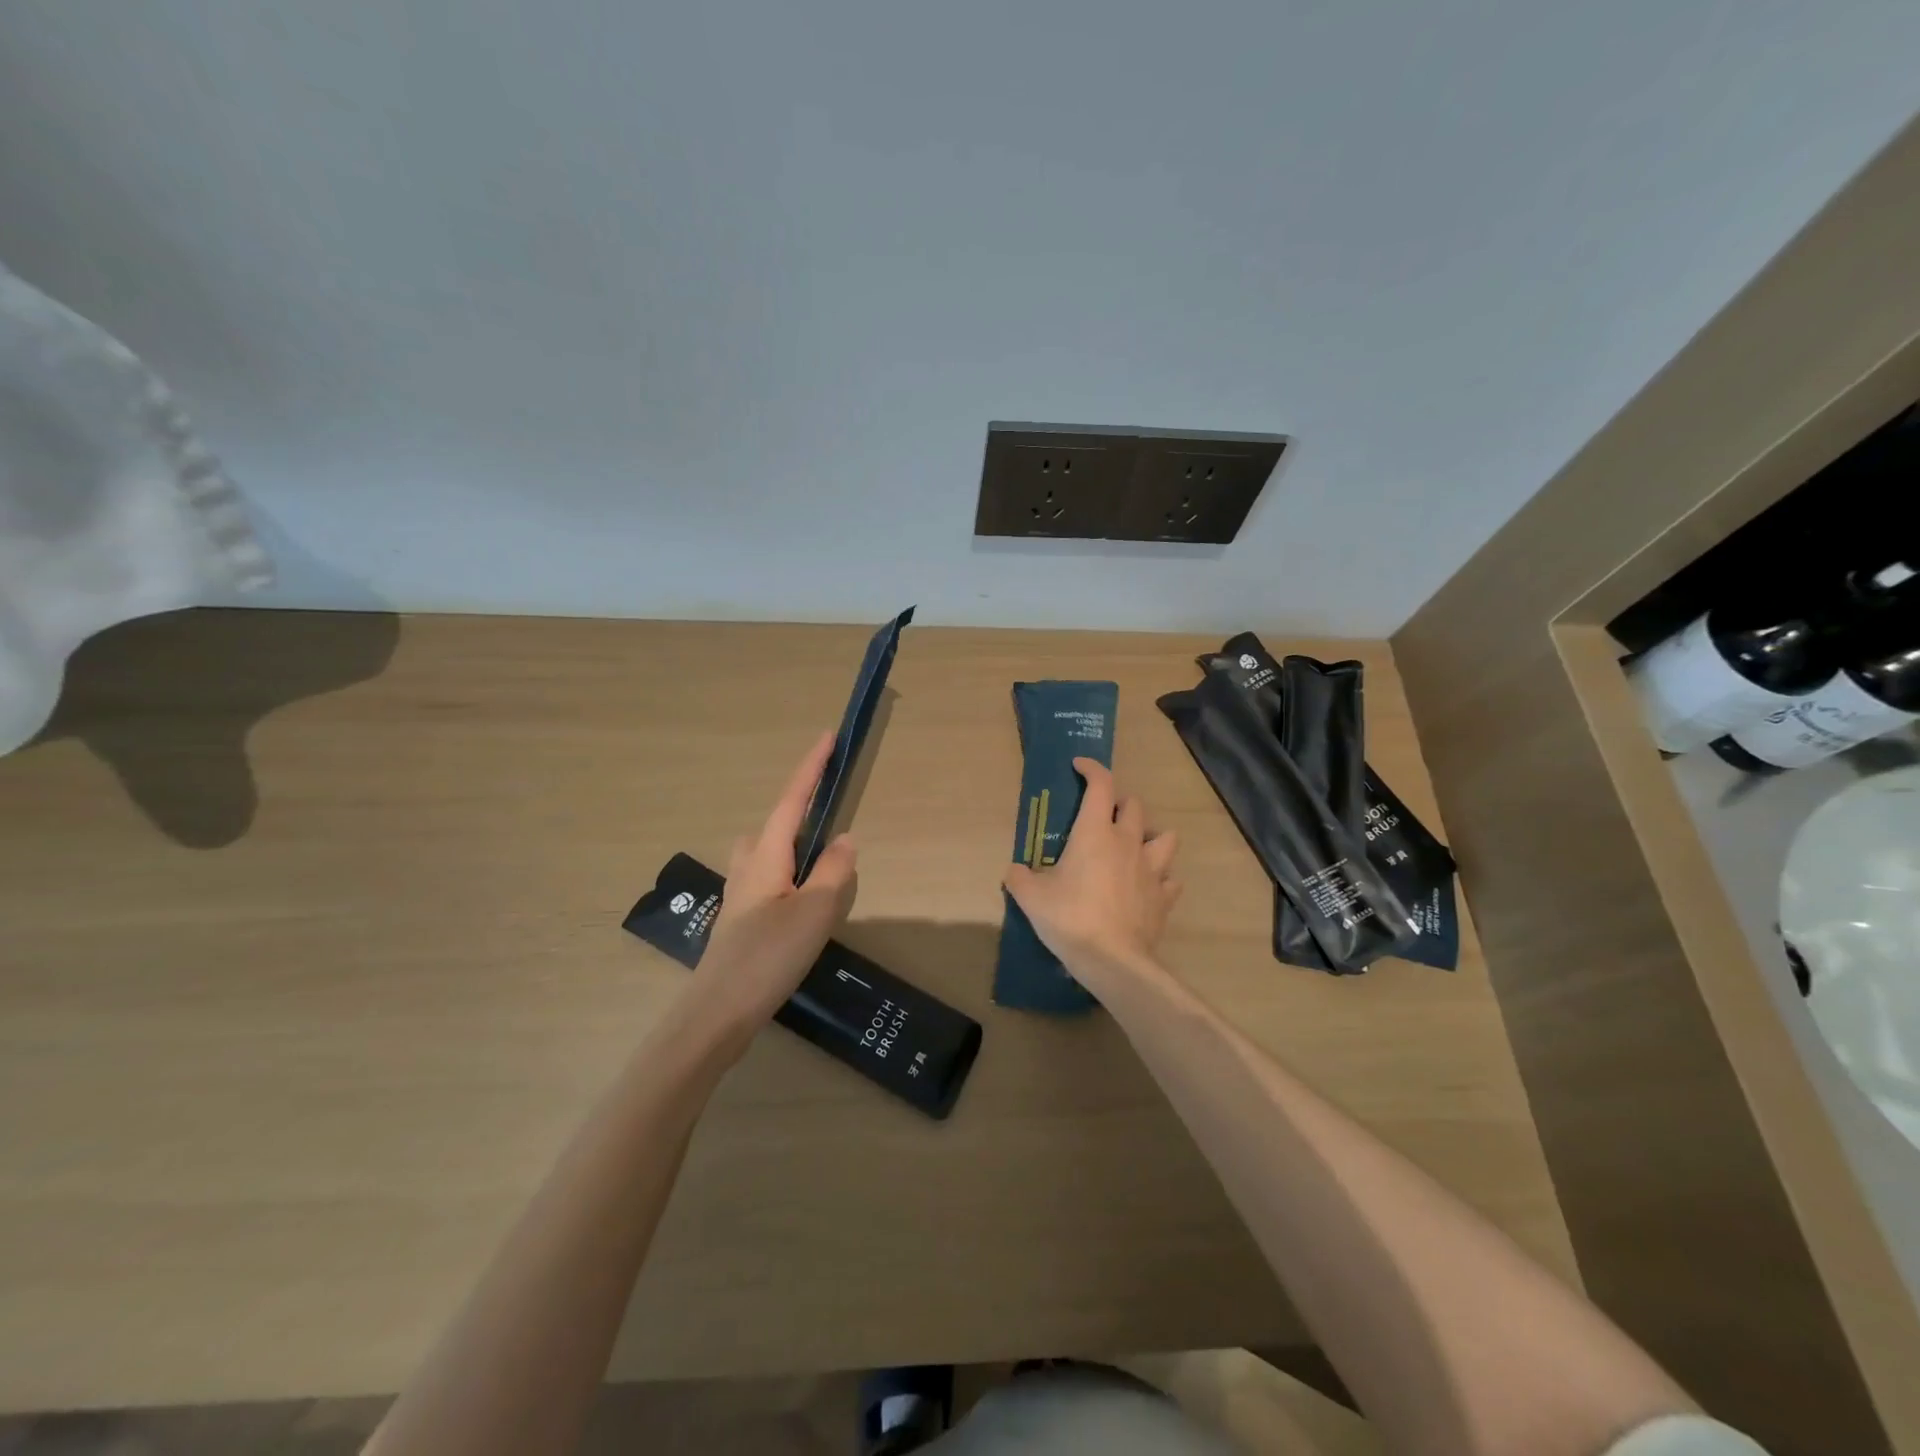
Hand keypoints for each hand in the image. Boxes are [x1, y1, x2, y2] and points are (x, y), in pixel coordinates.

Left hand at [692, 730, 858, 1034]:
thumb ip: (834, 870)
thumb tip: (844, 839)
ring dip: (794, 847)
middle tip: (830, 815)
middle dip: (800, 810)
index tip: (827, 737)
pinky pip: (769, 879)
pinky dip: (790, 876)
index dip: (811, 768)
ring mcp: (740, 893)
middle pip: (775, 824)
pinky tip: (803, 905)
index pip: (792, 800)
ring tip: (824, 867)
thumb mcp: (815, 911)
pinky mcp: (741, 919)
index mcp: (766, 855)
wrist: (718, 1012)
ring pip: (768, 853)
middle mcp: (747, 865)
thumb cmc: (768, 956)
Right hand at [1003, 758, 1179, 980]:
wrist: (1112, 960)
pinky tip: (1147, 886)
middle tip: (1103, 817)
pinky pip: (1170, 879)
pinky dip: (1161, 878)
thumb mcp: (1031, 897)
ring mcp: (1152, 869)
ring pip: (1165, 836)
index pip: (1101, 785)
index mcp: (1095, 833)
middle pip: (1134, 805)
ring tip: (1134, 847)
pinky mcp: (1164, 897)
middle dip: (1120, 803)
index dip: (1092, 769)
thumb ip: (1020, 877)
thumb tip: (1014, 871)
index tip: (1080, 766)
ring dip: (1150, 835)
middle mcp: (1128, 842)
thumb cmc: (1069, 918)